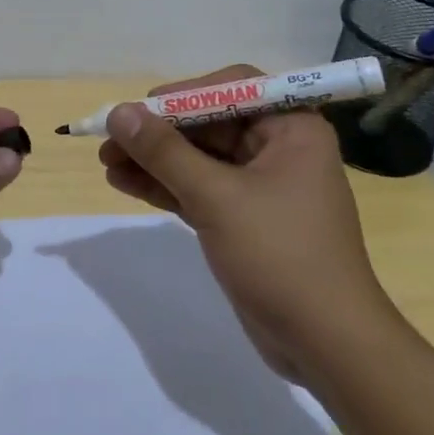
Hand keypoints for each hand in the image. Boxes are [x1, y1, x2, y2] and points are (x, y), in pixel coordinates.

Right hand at [98, 65, 396, 385]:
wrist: (326, 345)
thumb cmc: (280, 256)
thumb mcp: (216, 198)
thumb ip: (165, 152)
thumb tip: (119, 113)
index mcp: (291, 129)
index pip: (230, 89)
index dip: (181, 96)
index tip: (138, 110)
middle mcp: (279, 148)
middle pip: (208, 124)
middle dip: (158, 133)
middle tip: (109, 141)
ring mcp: (261, 186)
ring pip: (199, 159)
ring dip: (154, 161)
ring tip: (106, 163)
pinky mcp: (244, 219)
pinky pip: (199, 189)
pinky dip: (165, 186)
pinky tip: (124, 183)